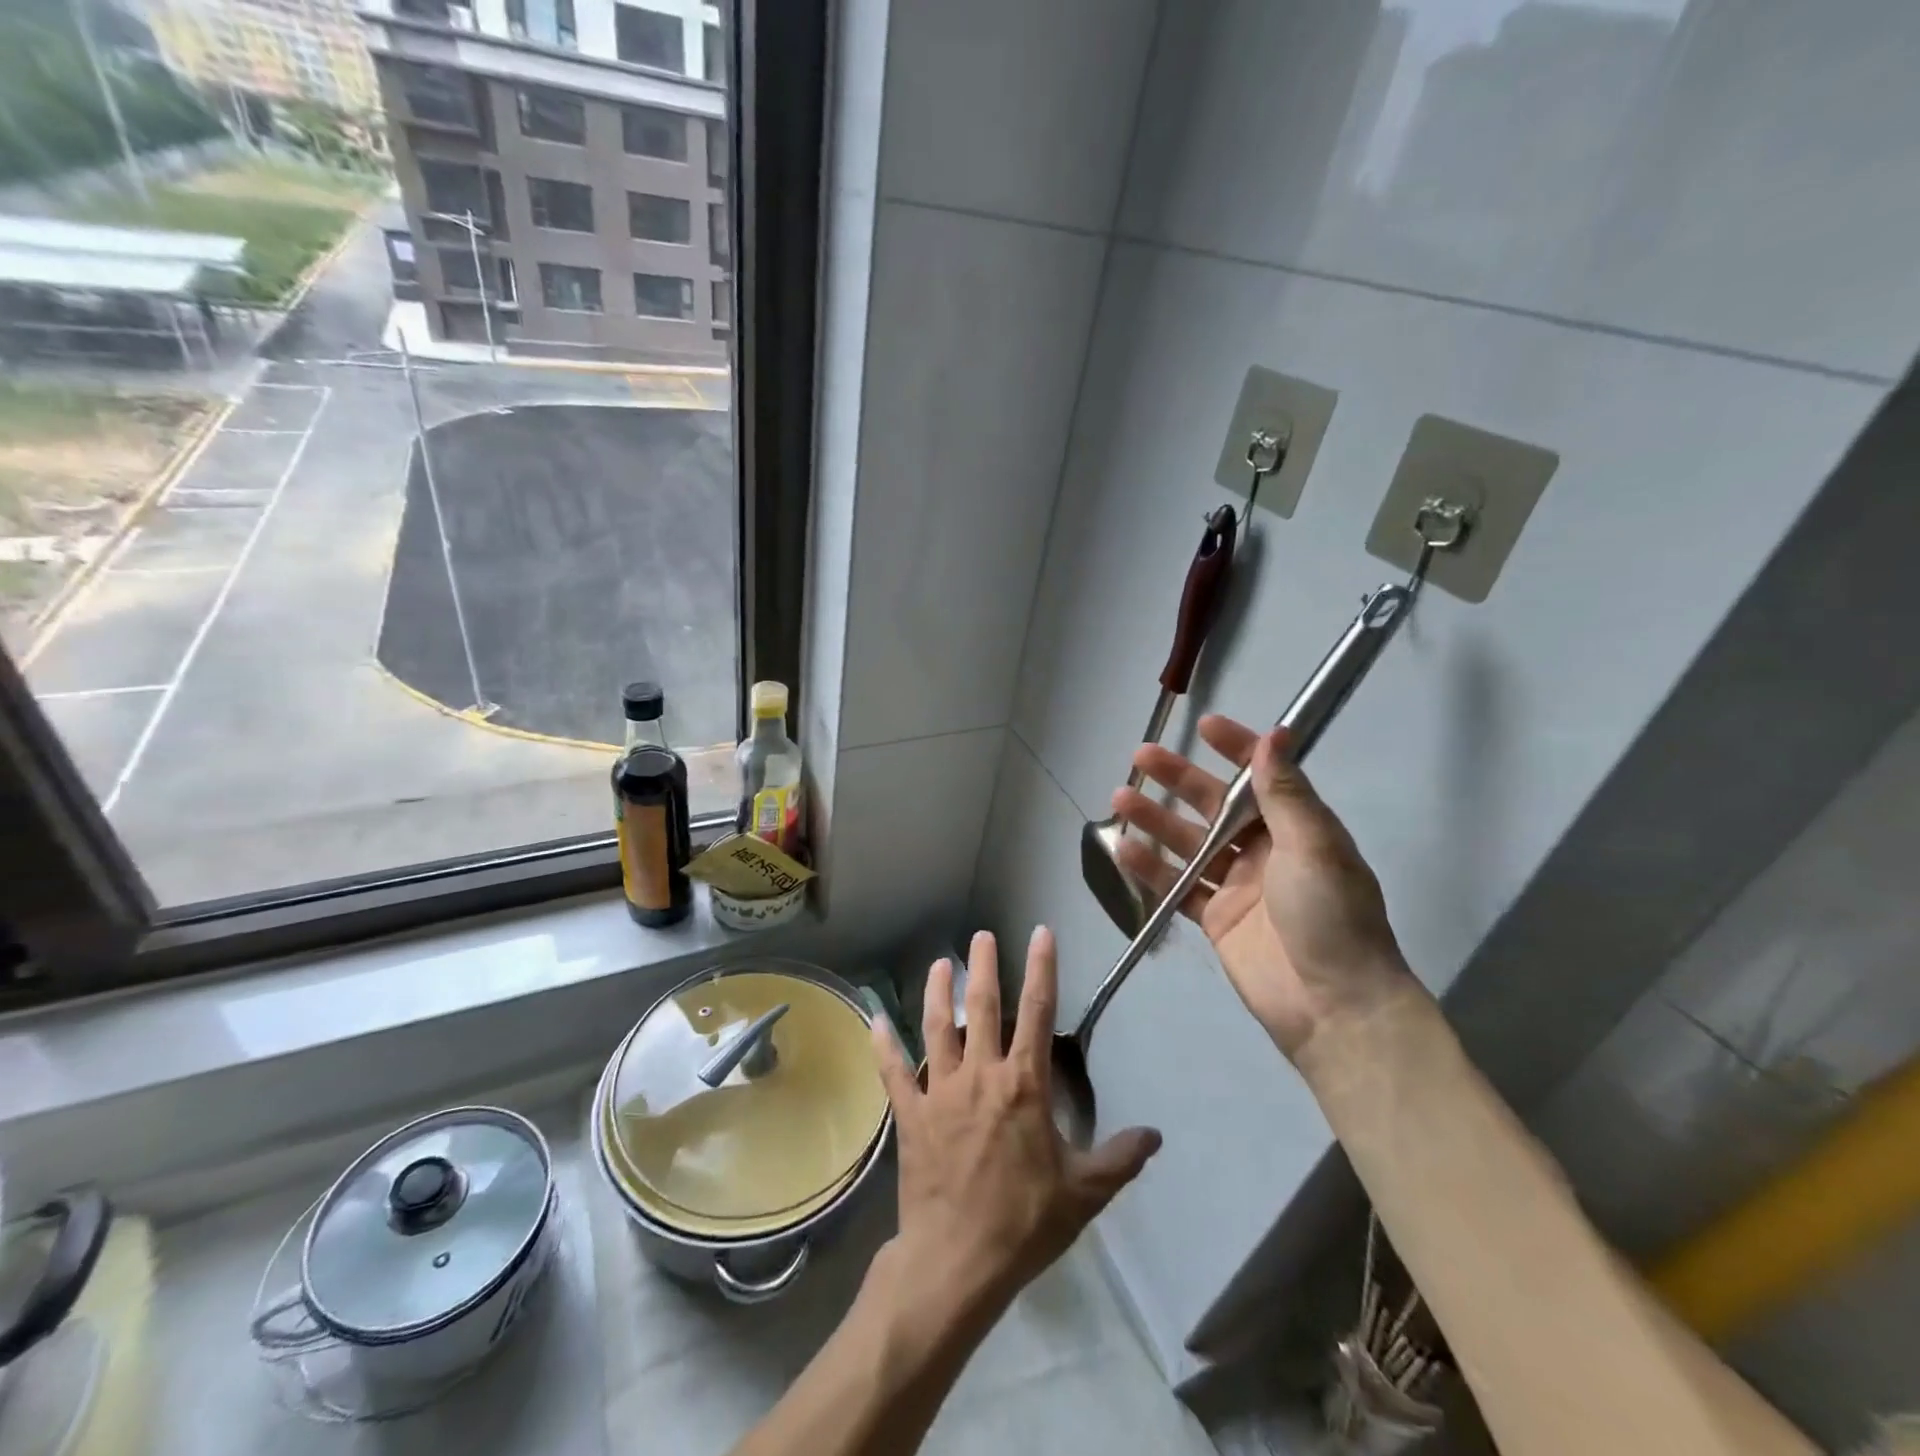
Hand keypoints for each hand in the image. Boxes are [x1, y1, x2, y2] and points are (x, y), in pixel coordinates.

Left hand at [870, 928, 1161, 1319]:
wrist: (958, 1260)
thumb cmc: (1025, 1222)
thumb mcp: (1084, 1193)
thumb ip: (1120, 1158)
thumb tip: (1156, 1135)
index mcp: (1023, 1084)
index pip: (1038, 1011)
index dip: (1042, 968)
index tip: (1040, 933)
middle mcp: (980, 1075)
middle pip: (984, 1007)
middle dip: (985, 966)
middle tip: (982, 934)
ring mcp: (941, 1091)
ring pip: (938, 1028)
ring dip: (939, 993)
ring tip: (940, 964)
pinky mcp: (911, 1114)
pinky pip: (894, 1073)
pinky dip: (884, 1046)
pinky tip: (875, 1021)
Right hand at [1110, 715, 1417, 1060]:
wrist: (1334, 1006)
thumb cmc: (1331, 916)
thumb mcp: (1314, 847)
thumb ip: (1285, 794)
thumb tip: (1275, 734)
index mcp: (1297, 829)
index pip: (1262, 777)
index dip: (1237, 749)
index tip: (1206, 726)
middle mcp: (1265, 851)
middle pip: (1214, 806)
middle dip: (1179, 780)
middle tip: (1142, 756)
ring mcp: (1237, 885)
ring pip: (1188, 843)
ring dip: (1156, 820)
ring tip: (1120, 798)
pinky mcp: (1215, 919)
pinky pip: (1177, 886)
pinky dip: (1150, 869)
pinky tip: (1123, 851)